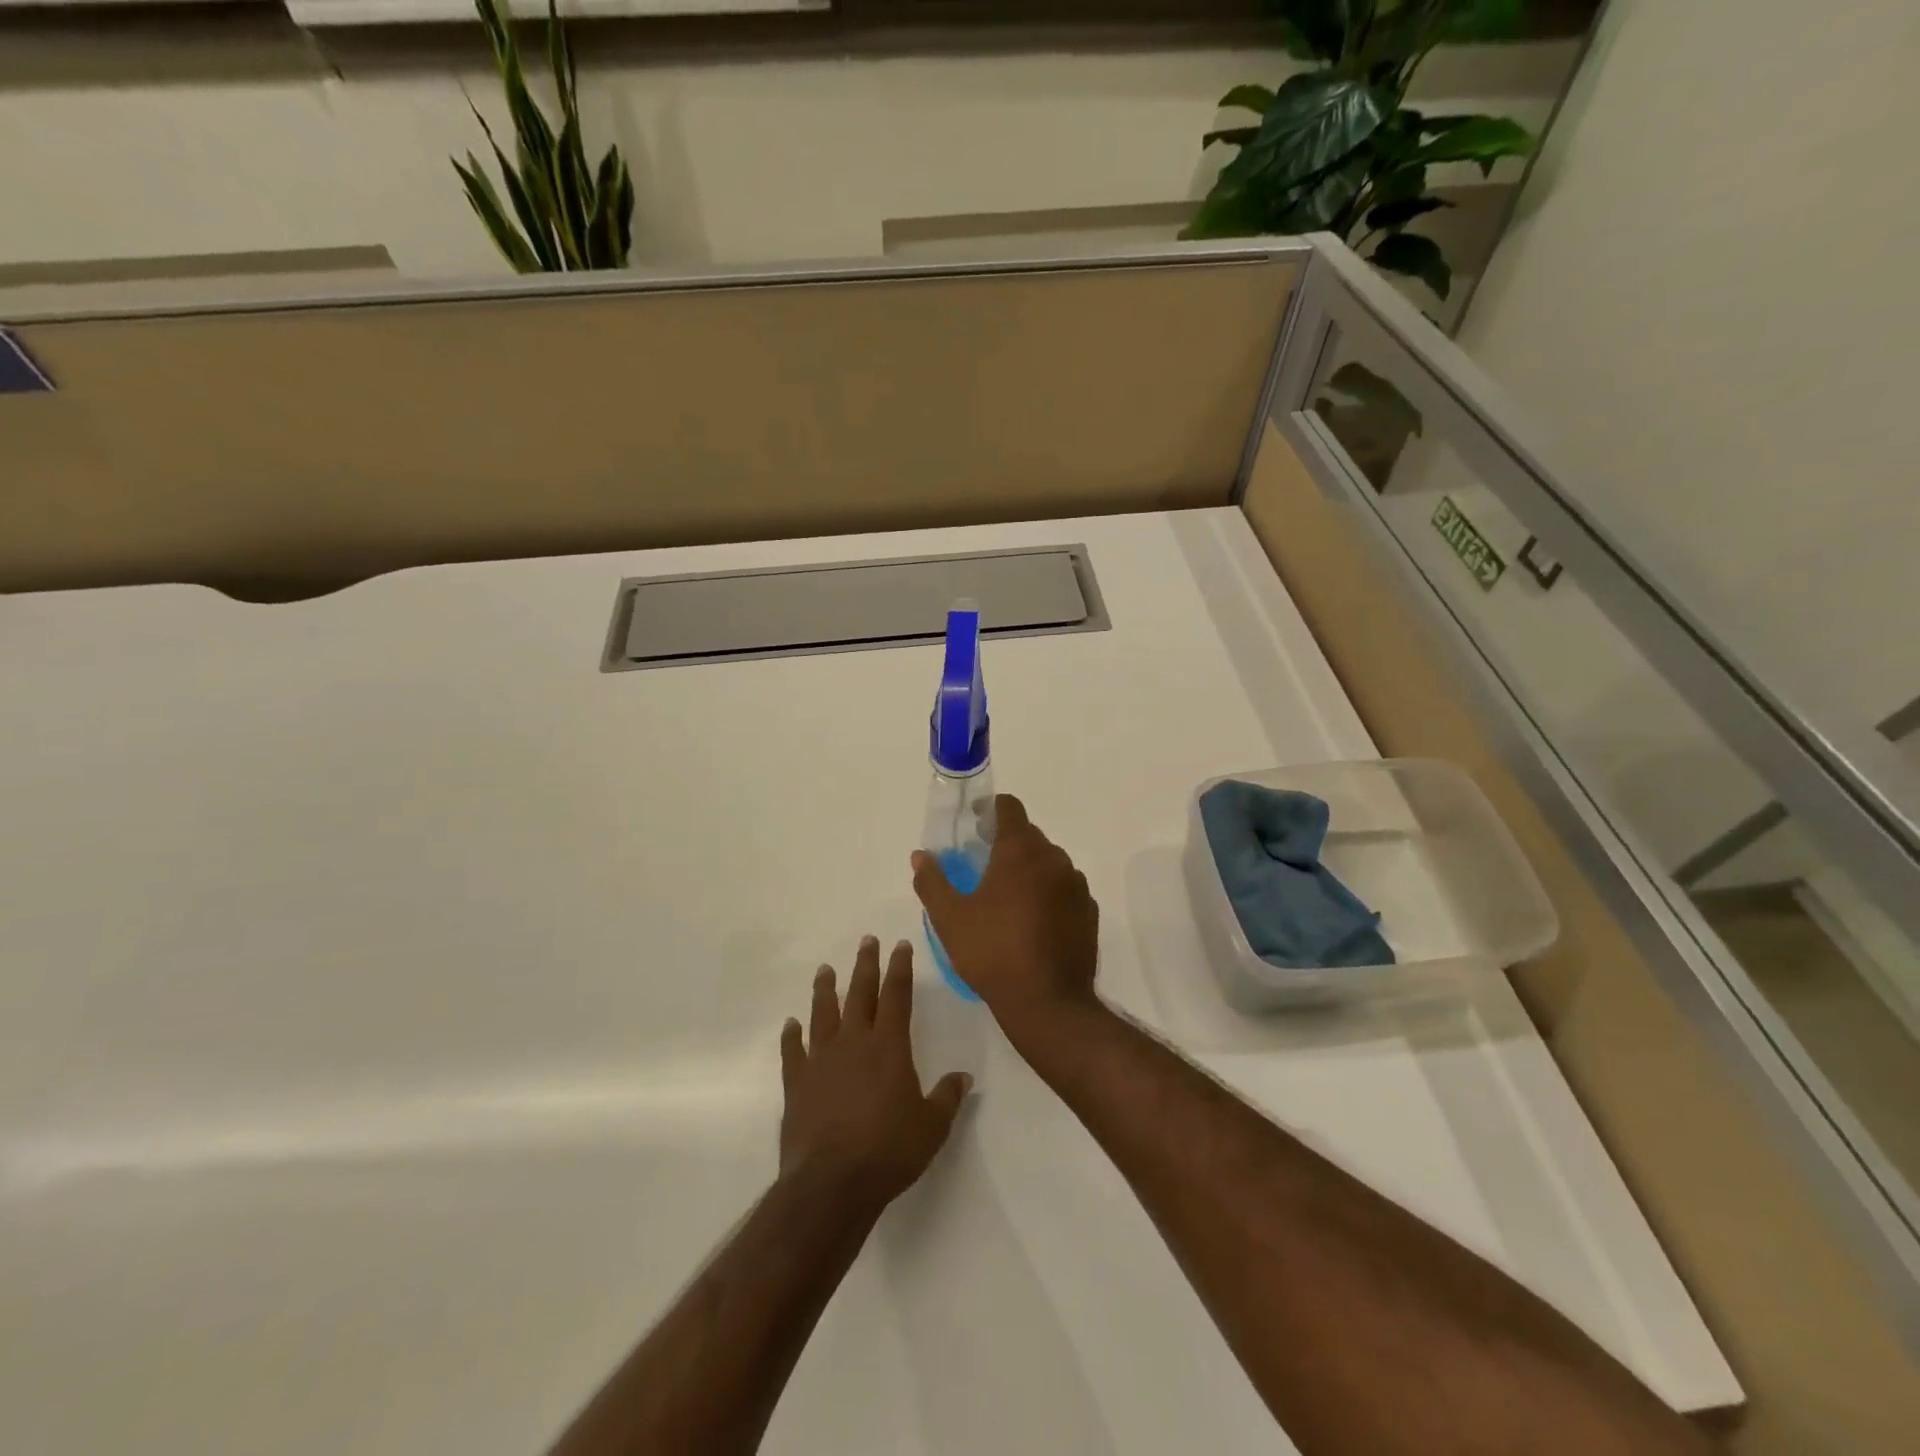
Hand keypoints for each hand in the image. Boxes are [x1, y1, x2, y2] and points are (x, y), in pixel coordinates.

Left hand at [779, 937, 970, 1216]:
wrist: (832, 1182)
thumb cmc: (889, 1151)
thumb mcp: (932, 1127)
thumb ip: (947, 1097)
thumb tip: (963, 1077)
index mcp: (889, 1047)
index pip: (897, 996)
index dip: (900, 968)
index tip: (900, 945)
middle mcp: (854, 1043)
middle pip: (860, 994)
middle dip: (865, 965)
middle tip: (867, 940)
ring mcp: (821, 1061)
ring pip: (823, 1014)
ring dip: (825, 990)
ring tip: (825, 969)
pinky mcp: (797, 1084)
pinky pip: (793, 1052)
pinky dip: (791, 1036)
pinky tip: (791, 1024)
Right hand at [911, 794, 1101, 1045]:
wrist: (1048, 1003)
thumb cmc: (993, 953)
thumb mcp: (950, 919)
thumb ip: (932, 882)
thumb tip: (920, 856)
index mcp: (1020, 852)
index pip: (1009, 808)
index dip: (990, 809)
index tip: (975, 822)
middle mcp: (1054, 859)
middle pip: (1029, 835)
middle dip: (1006, 842)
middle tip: (983, 863)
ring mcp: (1076, 885)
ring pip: (1049, 862)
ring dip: (1029, 868)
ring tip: (1007, 895)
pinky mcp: (1088, 911)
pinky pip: (1065, 888)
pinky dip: (1048, 892)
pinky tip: (1033, 920)